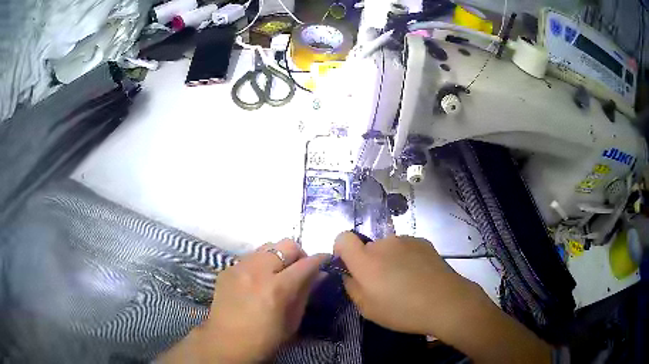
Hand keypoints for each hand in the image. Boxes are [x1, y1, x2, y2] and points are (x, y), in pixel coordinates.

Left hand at [159, 239, 327, 363]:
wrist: (226, 343)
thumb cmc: (265, 339)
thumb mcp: (292, 321)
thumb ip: (305, 293)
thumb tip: (320, 273)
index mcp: (277, 288)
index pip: (306, 263)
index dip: (320, 259)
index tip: (325, 260)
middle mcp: (257, 271)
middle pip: (286, 245)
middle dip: (299, 254)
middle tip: (299, 269)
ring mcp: (239, 267)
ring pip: (266, 246)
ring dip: (278, 256)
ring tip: (277, 273)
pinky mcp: (226, 269)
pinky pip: (249, 256)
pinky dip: (260, 263)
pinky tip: (258, 279)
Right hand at [333, 232, 483, 336]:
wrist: (446, 302)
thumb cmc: (403, 311)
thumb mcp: (368, 309)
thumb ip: (352, 288)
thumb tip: (350, 275)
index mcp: (365, 260)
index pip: (343, 238)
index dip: (342, 250)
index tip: (351, 268)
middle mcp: (383, 244)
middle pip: (368, 247)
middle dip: (370, 262)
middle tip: (384, 284)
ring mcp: (406, 240)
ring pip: (388, 248)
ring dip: (390, 260)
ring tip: (406, 282)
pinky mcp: (423, 241)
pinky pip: (406, 248)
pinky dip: (406, 258)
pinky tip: (419, 276)